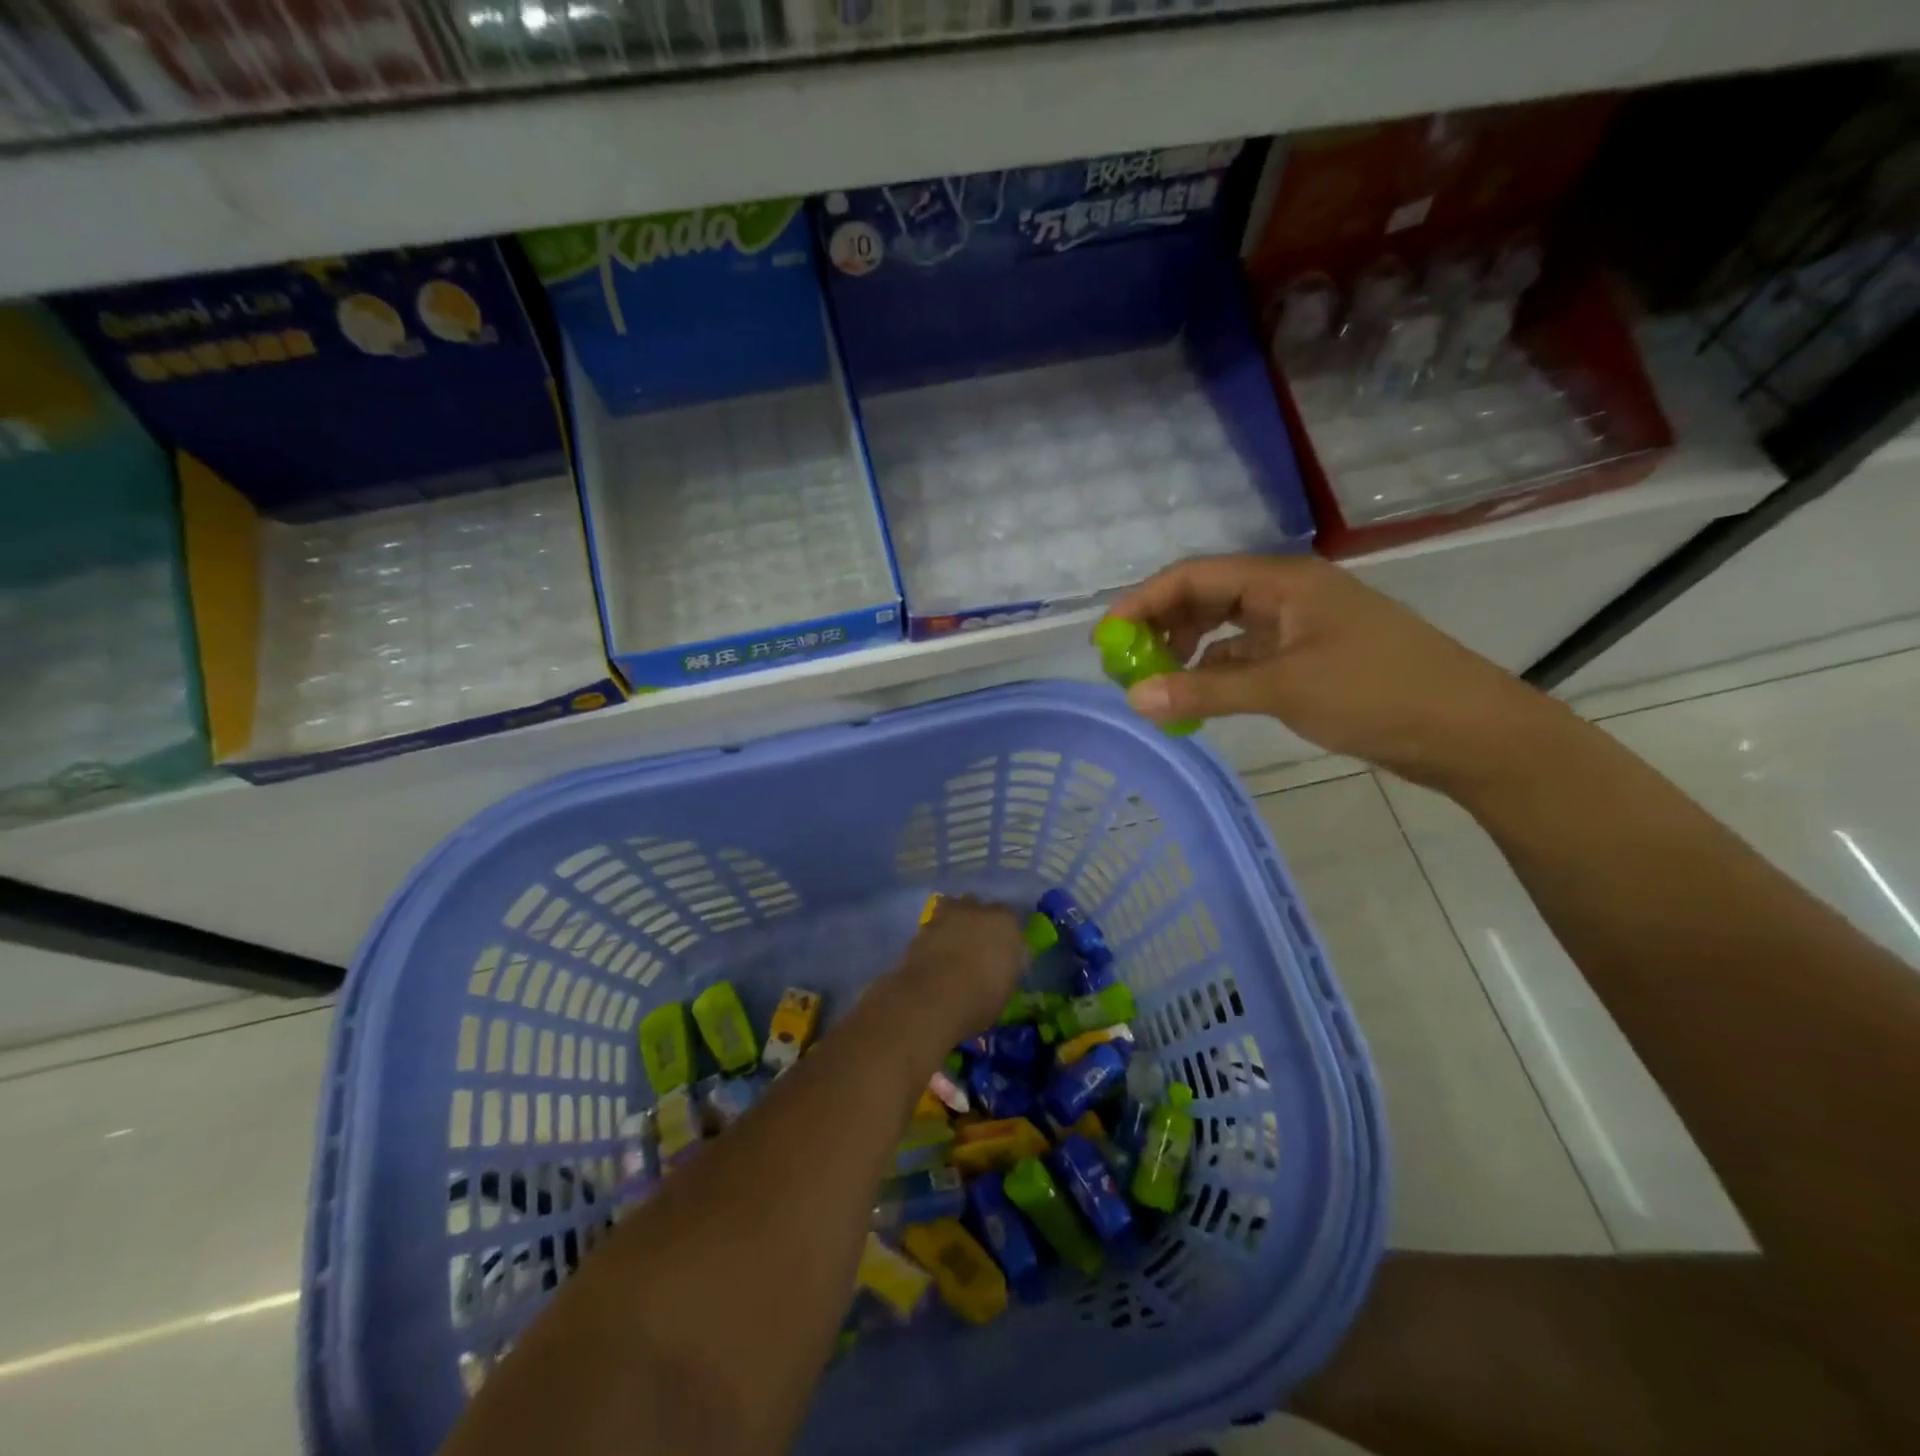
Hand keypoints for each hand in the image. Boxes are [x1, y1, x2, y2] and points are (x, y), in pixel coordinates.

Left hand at [893, 896, 1028, 1040]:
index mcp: (1004, 921)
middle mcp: (975, 910)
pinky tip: (932, 956)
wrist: (935, 998)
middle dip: (974, 919)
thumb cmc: (982, 997)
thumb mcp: (1007, 987)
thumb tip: (1003, 963)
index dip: (1001, 932)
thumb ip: (1008, 966)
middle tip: (973, 943)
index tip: (999, 948)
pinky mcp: (920, 929)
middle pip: (975, 906)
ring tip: (950, 945)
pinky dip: (932, 937)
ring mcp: (944, 916)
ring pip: (949, 909)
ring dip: (950, 922)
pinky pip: (931, 927)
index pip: (1007, 916)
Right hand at [1107, 554, 1564, 789]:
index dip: (1144, 601)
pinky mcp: (1309, 659)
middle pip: (1206, 597)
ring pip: (1225, 628)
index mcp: (1283, 582)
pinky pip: (1246, 656)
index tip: (1108, 636)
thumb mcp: (1284, 690)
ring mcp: (1299, 627)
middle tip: (1127, 664)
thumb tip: (1134, 699)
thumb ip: (1205, 693)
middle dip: (1162, 625)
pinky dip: (1216, 673)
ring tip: (1156, 682)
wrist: (1467, 731)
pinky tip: (1197, 697)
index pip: (1195, 576)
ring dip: (1187, 651)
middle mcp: (1287, 596)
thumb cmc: (1377, 694)